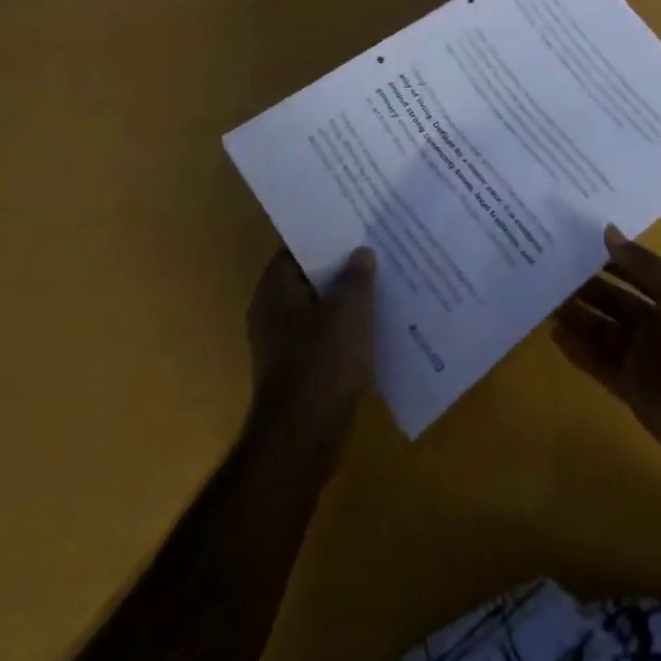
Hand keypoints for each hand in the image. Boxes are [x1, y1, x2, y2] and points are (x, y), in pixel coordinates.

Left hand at [246, 247, 376, 464]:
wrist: (304, 438)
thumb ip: (357, 276)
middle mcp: (274, 313)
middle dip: (344, 265)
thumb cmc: (322, 362)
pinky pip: (329, 335)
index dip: (327, 234)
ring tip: (386, 278)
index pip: (298, 248)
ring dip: (350, 297)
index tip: (357, 222)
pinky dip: (350, 327)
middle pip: (311, 277)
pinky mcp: (303, 369)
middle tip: (378, 245)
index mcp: (275, 291)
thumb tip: (361, 254)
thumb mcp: (348, 309)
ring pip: (323, 307)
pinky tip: (380, 320)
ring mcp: (287, 343)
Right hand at [553, 226, 660, 471]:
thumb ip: (643, 264)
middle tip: (546, 267)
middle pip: (611, 299)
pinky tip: (553, 334)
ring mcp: (640, 356)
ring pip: (600, 329)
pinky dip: (577, 350)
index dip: (605, 257)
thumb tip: (608, 231)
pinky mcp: (629, 387)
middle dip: (584, 285)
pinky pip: (597, 363)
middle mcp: (652, 322)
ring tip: (542, 296)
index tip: (572, 240)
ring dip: (576, 315)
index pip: (630, 270)